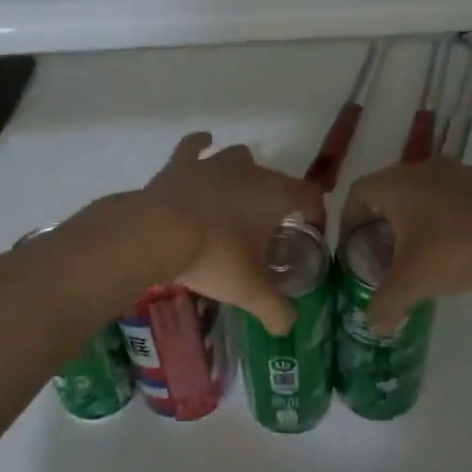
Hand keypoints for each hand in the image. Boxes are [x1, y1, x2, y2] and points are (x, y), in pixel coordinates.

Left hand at [141, 133, 323, 334]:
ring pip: (238, 157)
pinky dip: (200, 146)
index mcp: (275, 194)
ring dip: (243, 173)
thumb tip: (288, 326)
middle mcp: (250, 170)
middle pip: (275, 179)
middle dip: (276, 201)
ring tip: (237, 198)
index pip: (310, 196)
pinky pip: (195, 146)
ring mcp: (214, 163)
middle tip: (266, 233)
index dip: (315, 214)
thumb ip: (276, 310)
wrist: (157, 233)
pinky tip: (203, 146)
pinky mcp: (181, 163)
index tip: (308, 234)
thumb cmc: (215, 257)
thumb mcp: (250, 291)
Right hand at [342, 157, 471, 332]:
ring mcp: (454, 170)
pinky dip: (443, 214)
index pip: (357, 193)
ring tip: (420, 249)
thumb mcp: (411, 283)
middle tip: (383, 252)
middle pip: (388, 191)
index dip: (348, 219)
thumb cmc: (453, 251)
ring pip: (420, 191)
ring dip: (413, 216)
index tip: (352, 245)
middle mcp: (420, 168)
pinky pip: (450, 194)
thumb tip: (373, 325)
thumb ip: (385, 304)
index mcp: (395, 184)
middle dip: (381, 221)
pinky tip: (455, 242)